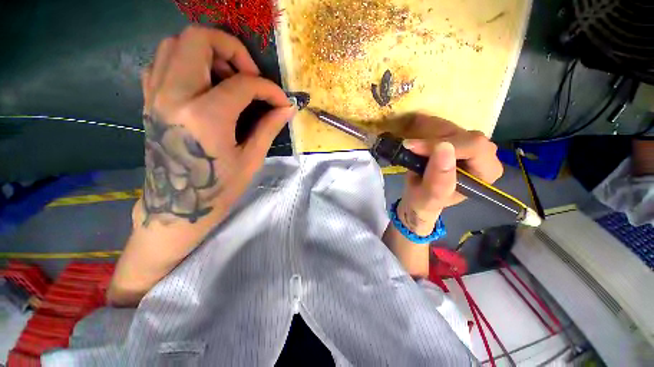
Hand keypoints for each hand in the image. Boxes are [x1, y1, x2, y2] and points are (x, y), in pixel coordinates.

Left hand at [139, 26, 294, 225]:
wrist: (176, 206)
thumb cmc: (218, 188)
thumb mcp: (250, 159)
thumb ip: (269, 127)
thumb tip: (288, 108)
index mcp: (205, 116)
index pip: (243, 84)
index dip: (269, 89)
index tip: (281, 101)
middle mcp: (174, 95)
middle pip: (198, 39)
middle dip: (232, 49)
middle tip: (249, 75)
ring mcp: (155, 95)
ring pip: (175, 43)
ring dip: (208, 52)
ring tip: (228, 77)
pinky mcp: (149, 99)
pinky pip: (163, 61)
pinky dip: (187, 61)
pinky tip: (205, 84)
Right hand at [397, 115, 502, 235]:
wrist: (418, 197)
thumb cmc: (425, 201)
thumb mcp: (430, 196)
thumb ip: (439, 178)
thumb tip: (443, 146)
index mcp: (486, 172)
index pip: (475, 147)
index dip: (445, 144)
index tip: (415, 148)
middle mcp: (484, 155)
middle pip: (463, 134)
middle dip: (433, 140)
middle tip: (411, 148)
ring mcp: (470, 144)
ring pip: (451, 127)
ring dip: (427, 135)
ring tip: (412, 148)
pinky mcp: (456, 138)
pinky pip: (443, 126)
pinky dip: (425, 131)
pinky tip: (416, 142)